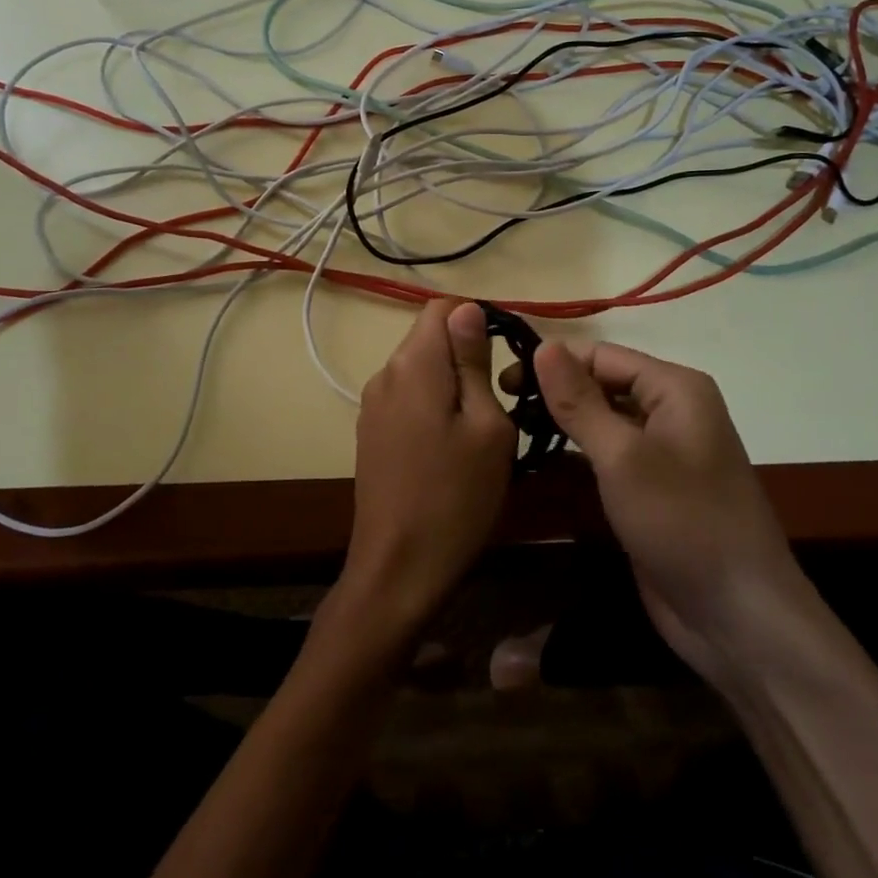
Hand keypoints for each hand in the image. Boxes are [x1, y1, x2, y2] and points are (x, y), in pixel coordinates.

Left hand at [339, 300, 516, 646]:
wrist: (399, 568)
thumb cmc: (457, 496)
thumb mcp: (487, 426)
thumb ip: (474, 361)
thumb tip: (468, 309)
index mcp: (414, 363)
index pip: (442, 308)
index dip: (477, 319)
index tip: (506, 355)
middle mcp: (385, 372)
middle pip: (429, 337)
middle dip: (466, 353)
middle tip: (502, 397)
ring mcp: (372, 404)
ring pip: (420, 369)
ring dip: (451, 382)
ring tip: (480, 426)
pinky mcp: (370, 431)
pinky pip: (407, 397)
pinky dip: (433, 404)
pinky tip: (451, 445)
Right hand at [528, 341, 808, 689]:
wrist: (739, 619)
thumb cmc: (683, 523)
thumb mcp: (623, 457)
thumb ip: (580, 401)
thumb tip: (544, 345)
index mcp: (675, 388)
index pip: (602, 355)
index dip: (553, 362)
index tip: (501, 382)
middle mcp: (671, 410)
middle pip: (602, 384)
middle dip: (555, 392)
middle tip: (500, 408)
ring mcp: (661, 452)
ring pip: (602, 420)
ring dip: (561, 424)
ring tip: (509, 431)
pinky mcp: (649, 488)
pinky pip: (607, 456)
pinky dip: (575, 455)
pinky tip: (537, 462)